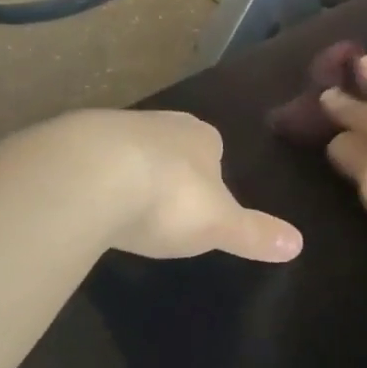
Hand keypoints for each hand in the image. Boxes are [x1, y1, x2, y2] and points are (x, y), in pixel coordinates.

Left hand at [0, 110, 302, 263]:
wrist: (89, 174)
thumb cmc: (168, 197)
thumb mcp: (218, 224)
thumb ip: (254, 233)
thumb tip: (299, 244)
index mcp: (201, 137)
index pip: (213, 148)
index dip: (209, 173)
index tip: (200, 201)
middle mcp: (160, 122)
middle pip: (169, 145)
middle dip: (167, 169)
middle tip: (161, 206)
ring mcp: (111, 127)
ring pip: (126, 149)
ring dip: (125, 171)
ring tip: (120, 208)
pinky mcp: (67, 141)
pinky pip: (85, 160)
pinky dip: (87, 178)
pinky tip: (82, 204)